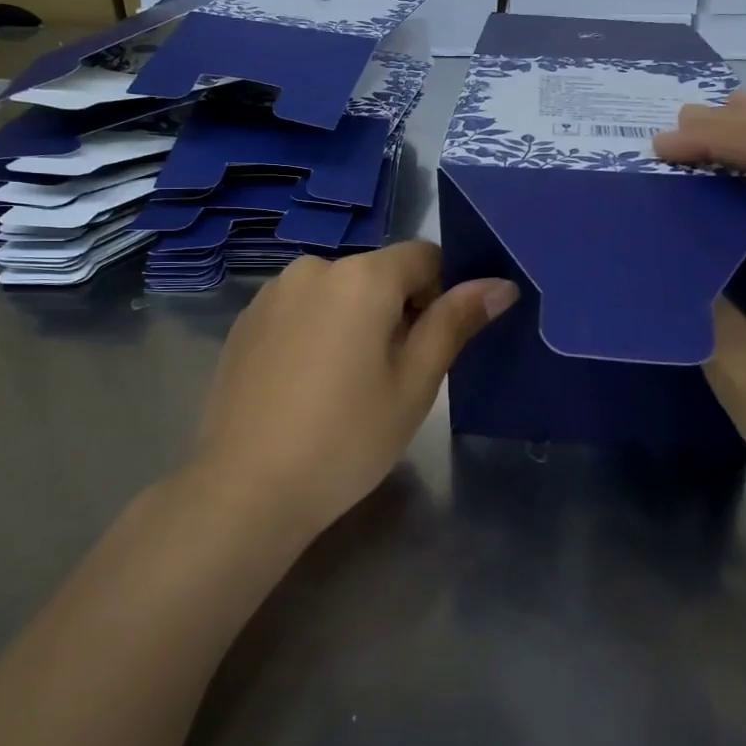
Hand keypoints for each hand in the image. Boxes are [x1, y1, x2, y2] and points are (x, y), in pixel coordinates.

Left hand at [190, 241, 517, 541]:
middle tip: (393, 376)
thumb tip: (500, 283)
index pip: (424, 256)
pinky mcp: (245, 321)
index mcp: (362, 276)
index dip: (441, 293)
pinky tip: (306, 387)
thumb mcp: (415, 382)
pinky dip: (317, 333)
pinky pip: (301, 310)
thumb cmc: (347, 438)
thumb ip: (455, 322)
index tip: (433, 344)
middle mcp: (313, 267)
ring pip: (338, 293)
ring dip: (355, 321)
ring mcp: (272, 293)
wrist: (246, 489)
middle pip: (378, 274)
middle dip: (397, 311)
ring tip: (345, 386)